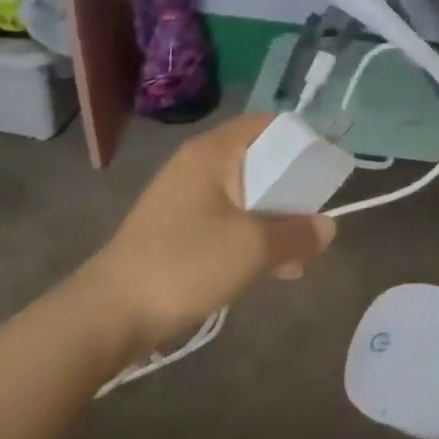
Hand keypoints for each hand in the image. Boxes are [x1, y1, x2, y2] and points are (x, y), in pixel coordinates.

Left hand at [85, 115, 334, 351]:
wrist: (111, 313)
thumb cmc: (186, 263)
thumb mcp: (254, 248)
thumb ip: (297, 234)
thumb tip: (327, 226)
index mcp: (213, 153)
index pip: (267, 124)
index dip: (301, 141)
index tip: (325, 171)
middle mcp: (198, 166)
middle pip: (260, 163)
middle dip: (292, 194)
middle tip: (313, 225)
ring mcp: (185, 199)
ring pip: (246, 198)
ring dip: (275, 224)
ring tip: (295, 262)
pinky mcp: (178, 230)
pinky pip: (227, 222)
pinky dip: (251, 240)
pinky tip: (268, 273)